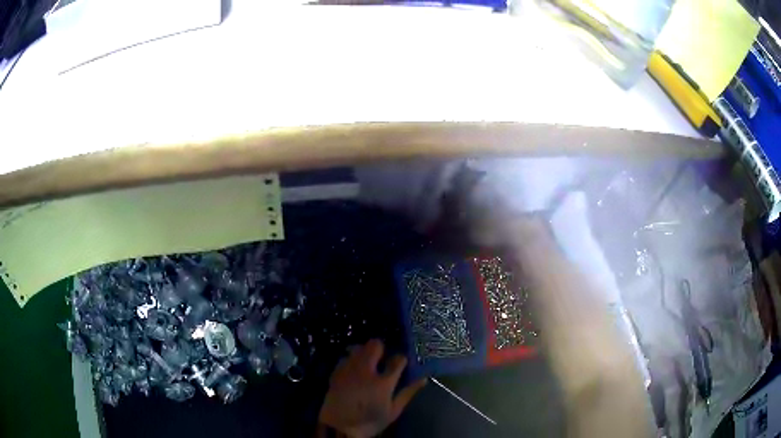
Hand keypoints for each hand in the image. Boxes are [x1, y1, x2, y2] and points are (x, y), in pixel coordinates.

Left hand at [318, 339, 426, 437]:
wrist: (339, 427)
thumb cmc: (370, 421)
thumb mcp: (393, 411)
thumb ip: (408, 392)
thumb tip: (423, 379)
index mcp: (383, 382)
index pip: (398, 359)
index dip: (401, 359)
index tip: (400, 363)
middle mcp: (366, 371)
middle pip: (375, 345)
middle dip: (381, 348)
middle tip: (382, 358)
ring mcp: (349, 369)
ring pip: (358, 347)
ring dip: (365, 352)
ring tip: (367, 362)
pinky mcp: (336, 371)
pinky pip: (345, 357)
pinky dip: (352, 360)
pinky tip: (354, 370)